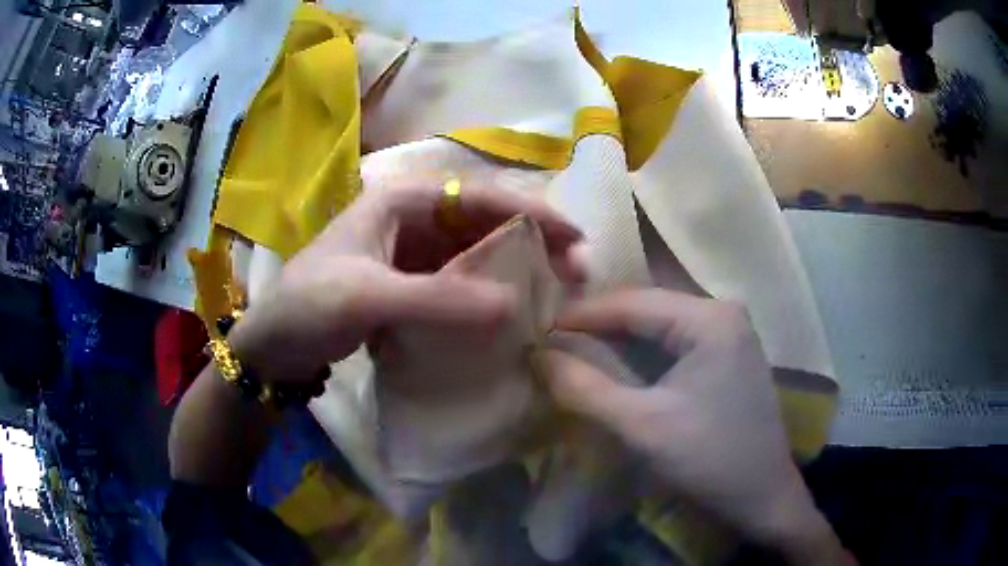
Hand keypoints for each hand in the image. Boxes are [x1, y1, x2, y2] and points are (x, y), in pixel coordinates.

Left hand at [229, 181, 583, 383]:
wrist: (272, 345)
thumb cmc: (307, 306)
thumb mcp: (367, 297)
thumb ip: (438, 300)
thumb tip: (515, 305)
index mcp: (401, 200)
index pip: (479, 196)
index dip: (532, 213)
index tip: (575, 239)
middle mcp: (411, 218)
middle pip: (485, 222)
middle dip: (532, 242)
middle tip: (575, 272)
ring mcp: (411, 253)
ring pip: (475, 253)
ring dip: (514, 270)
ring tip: (553, 294)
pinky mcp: (409, 284)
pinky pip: (459, 282)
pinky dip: (486, 294)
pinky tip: (509, 312)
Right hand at [540, 290, 849, 564]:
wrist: (762, 495)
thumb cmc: (709, 459)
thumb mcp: (642, 426)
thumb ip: (586, 389)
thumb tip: (537, 355)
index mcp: (709, 318)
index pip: (633, 302)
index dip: (582, 313)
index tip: (538, 327)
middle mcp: (722, 313)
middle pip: (648, 308)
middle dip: (599, 325)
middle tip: (551, 339)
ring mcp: (728, 334)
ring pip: (660, 325)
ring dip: (618, 339)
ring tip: (573, 349)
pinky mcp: (727, 355)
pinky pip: (675, 343)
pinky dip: (641, 353)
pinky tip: (616, 364)